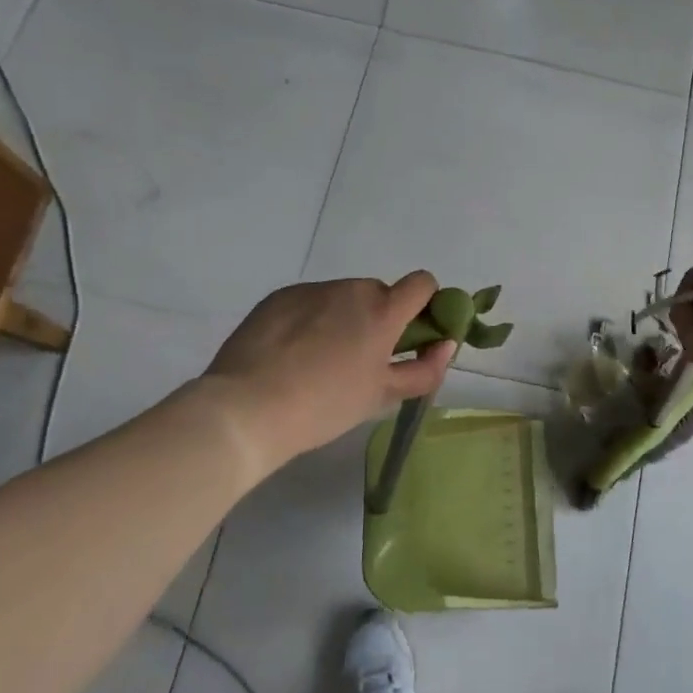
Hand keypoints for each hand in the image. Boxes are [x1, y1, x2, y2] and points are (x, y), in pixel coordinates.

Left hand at [197, 273, 453, 470]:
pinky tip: (292, 354)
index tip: (413, 335)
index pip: (422, 283)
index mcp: (382, 311)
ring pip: (342, 298)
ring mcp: (311, 290)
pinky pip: (310, 302)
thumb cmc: (325, 405)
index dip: (425, 304)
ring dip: (344, 318)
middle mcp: (350, 290)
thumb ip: (424, 369)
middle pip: (379, 293)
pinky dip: (311, 320)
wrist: (246, 408)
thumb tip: (445, 345)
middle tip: (361, 359)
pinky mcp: (278, 297)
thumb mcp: (382, 396)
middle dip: (379, 318)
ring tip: (319, 360)